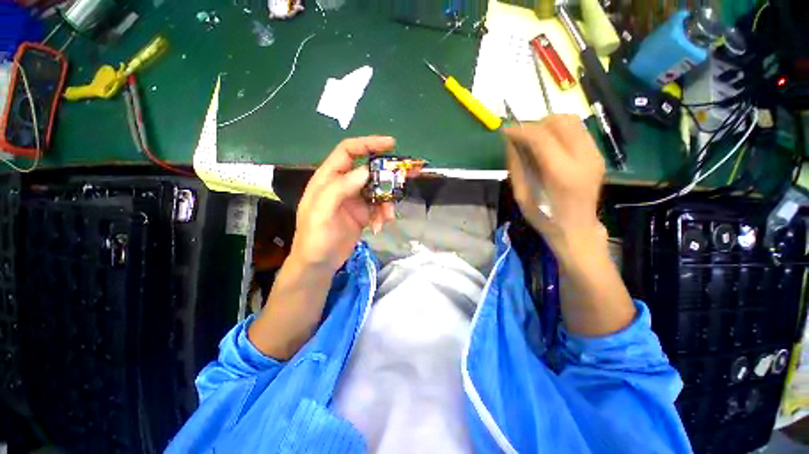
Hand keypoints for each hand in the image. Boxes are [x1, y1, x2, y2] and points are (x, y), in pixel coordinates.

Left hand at [291, 136, 396, 273]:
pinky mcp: (363, 213)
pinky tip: (379, 227)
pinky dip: (383, 215)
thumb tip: (365, 171)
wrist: (319, 264)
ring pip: (378, 190)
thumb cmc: (315, 238)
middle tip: (407, 176)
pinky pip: (379, 207)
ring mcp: (355, 199)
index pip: (348, 151)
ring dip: (387, 202)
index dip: (368, 144)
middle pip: (369, 170)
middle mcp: (343, 185)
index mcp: (329, 178)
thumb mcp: (322, 212)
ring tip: (388, 217)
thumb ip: (340, 189)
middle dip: (388, 174)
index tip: (391, 144)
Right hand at [504, 115, 606, 256]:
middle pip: (561, 121)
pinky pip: (578, 130)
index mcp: (561, 173)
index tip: (505, 130)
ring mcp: (594, 155)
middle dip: (536, 123)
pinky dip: (559, 131)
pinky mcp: (598, 155)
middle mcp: (583, 158)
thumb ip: (517, 166)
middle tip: (521, 136)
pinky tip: (548, 145)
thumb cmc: (545, 218)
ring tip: (533, 139)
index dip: (520, 130)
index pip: (541, 137)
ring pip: (572, 121)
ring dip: (548, 124)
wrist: (577, 229)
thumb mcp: (522, 195)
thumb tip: (511, 142)